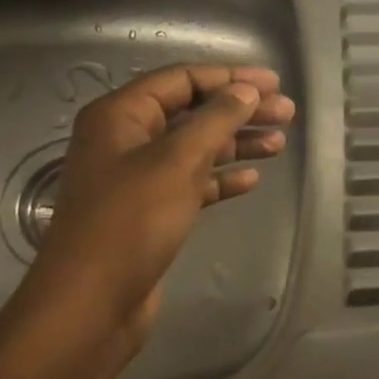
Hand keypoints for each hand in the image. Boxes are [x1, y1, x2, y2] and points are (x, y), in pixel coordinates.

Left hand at [14, 64, 296, 363]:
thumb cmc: (132, 221)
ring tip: (279, 143)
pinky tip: (251, 179)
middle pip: (192, 112)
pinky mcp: (151, 212)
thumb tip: (247, 91)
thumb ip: (216, 120)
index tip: (273, 83)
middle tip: (286, 113)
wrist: (92, 302)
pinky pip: (192, 183)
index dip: (229, 77)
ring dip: (237, 143)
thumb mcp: (178, 161)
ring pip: (195, 148)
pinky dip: (221, 178)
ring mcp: (137, 178)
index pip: (181, 79)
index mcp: (120, 115)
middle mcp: (126, 140)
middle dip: (240, 110)